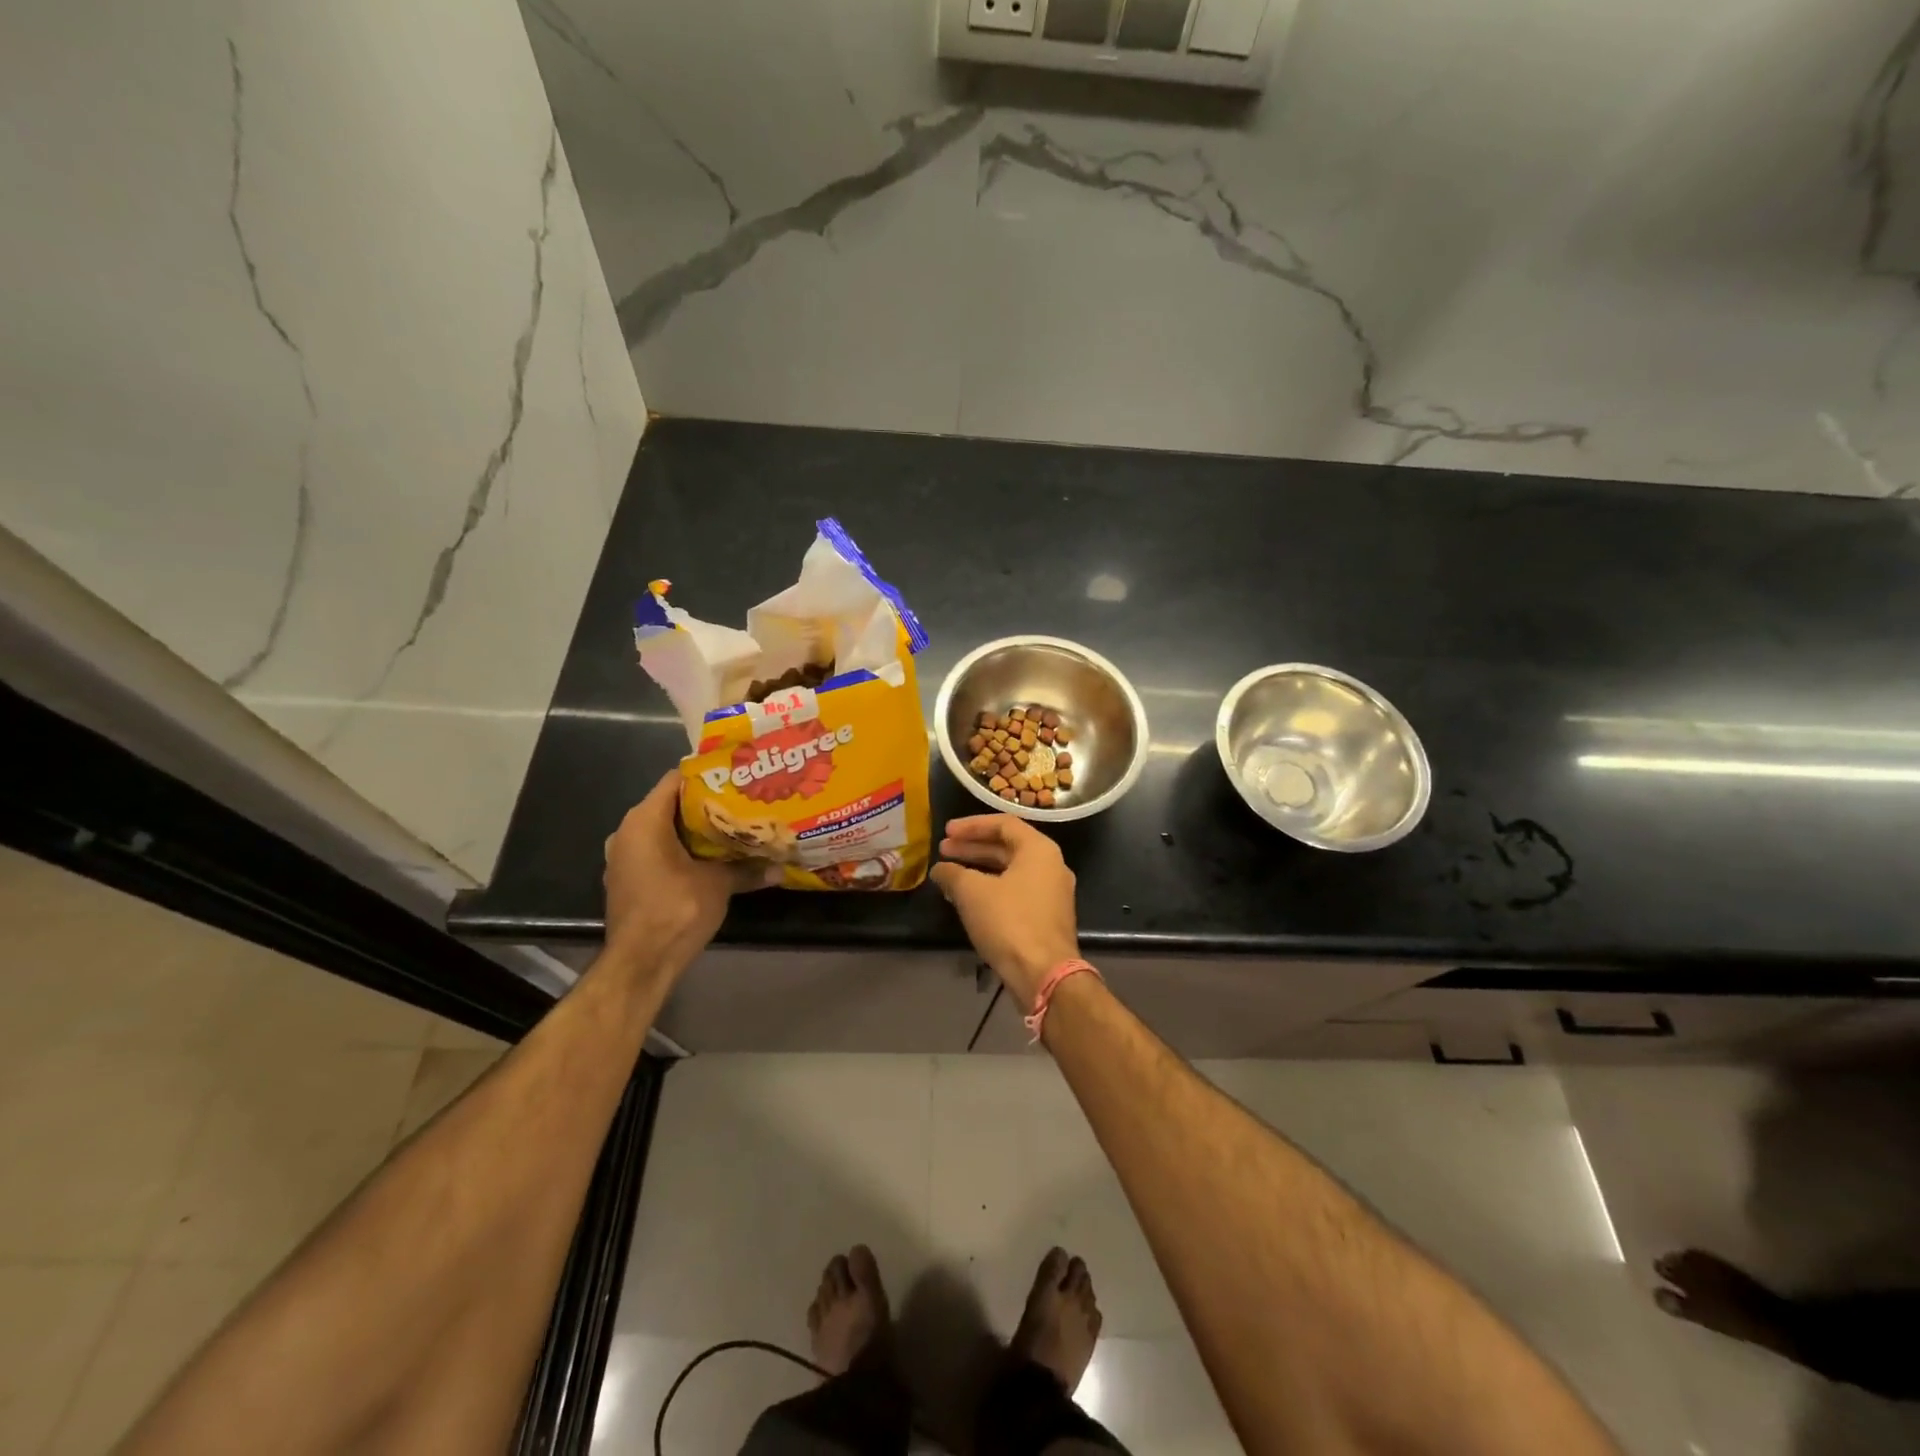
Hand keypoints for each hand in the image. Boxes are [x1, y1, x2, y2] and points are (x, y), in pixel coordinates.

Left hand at [604, 773, 774, 974]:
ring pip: (663, 830)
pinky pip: (656, 851)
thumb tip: (781, 868)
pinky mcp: (627, 879)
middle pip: (670, 804)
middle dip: (706, 804)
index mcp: (644, 821)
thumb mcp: (719, 885)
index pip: (676, 779)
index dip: (707, 776)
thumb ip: (748, 869)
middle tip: (741, 802)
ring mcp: (623, 857)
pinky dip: (680, 850)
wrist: (641, 963)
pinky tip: (710, 858)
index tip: (736, 778)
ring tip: (731, 828)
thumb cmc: (676, 910)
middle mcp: (627, 832)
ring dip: (694, 830)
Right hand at [930, 816, 1079, 1009]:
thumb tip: (940, 869)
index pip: (1003, 824)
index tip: (946, 831)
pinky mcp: (1047, 917)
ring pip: (1011, 871)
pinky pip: (1016, 892)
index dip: (971, 825)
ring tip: (949, 873)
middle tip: (943, 849)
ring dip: (979, 868)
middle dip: (973, 847)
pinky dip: (991, 888)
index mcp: (1039, 850)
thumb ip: (953, 873)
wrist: (1044, 974)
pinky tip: (967, 899)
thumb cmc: (1010, 922)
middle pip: (1007, 846)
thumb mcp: (972, 893)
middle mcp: (1051, 866)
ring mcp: (1052, 893)